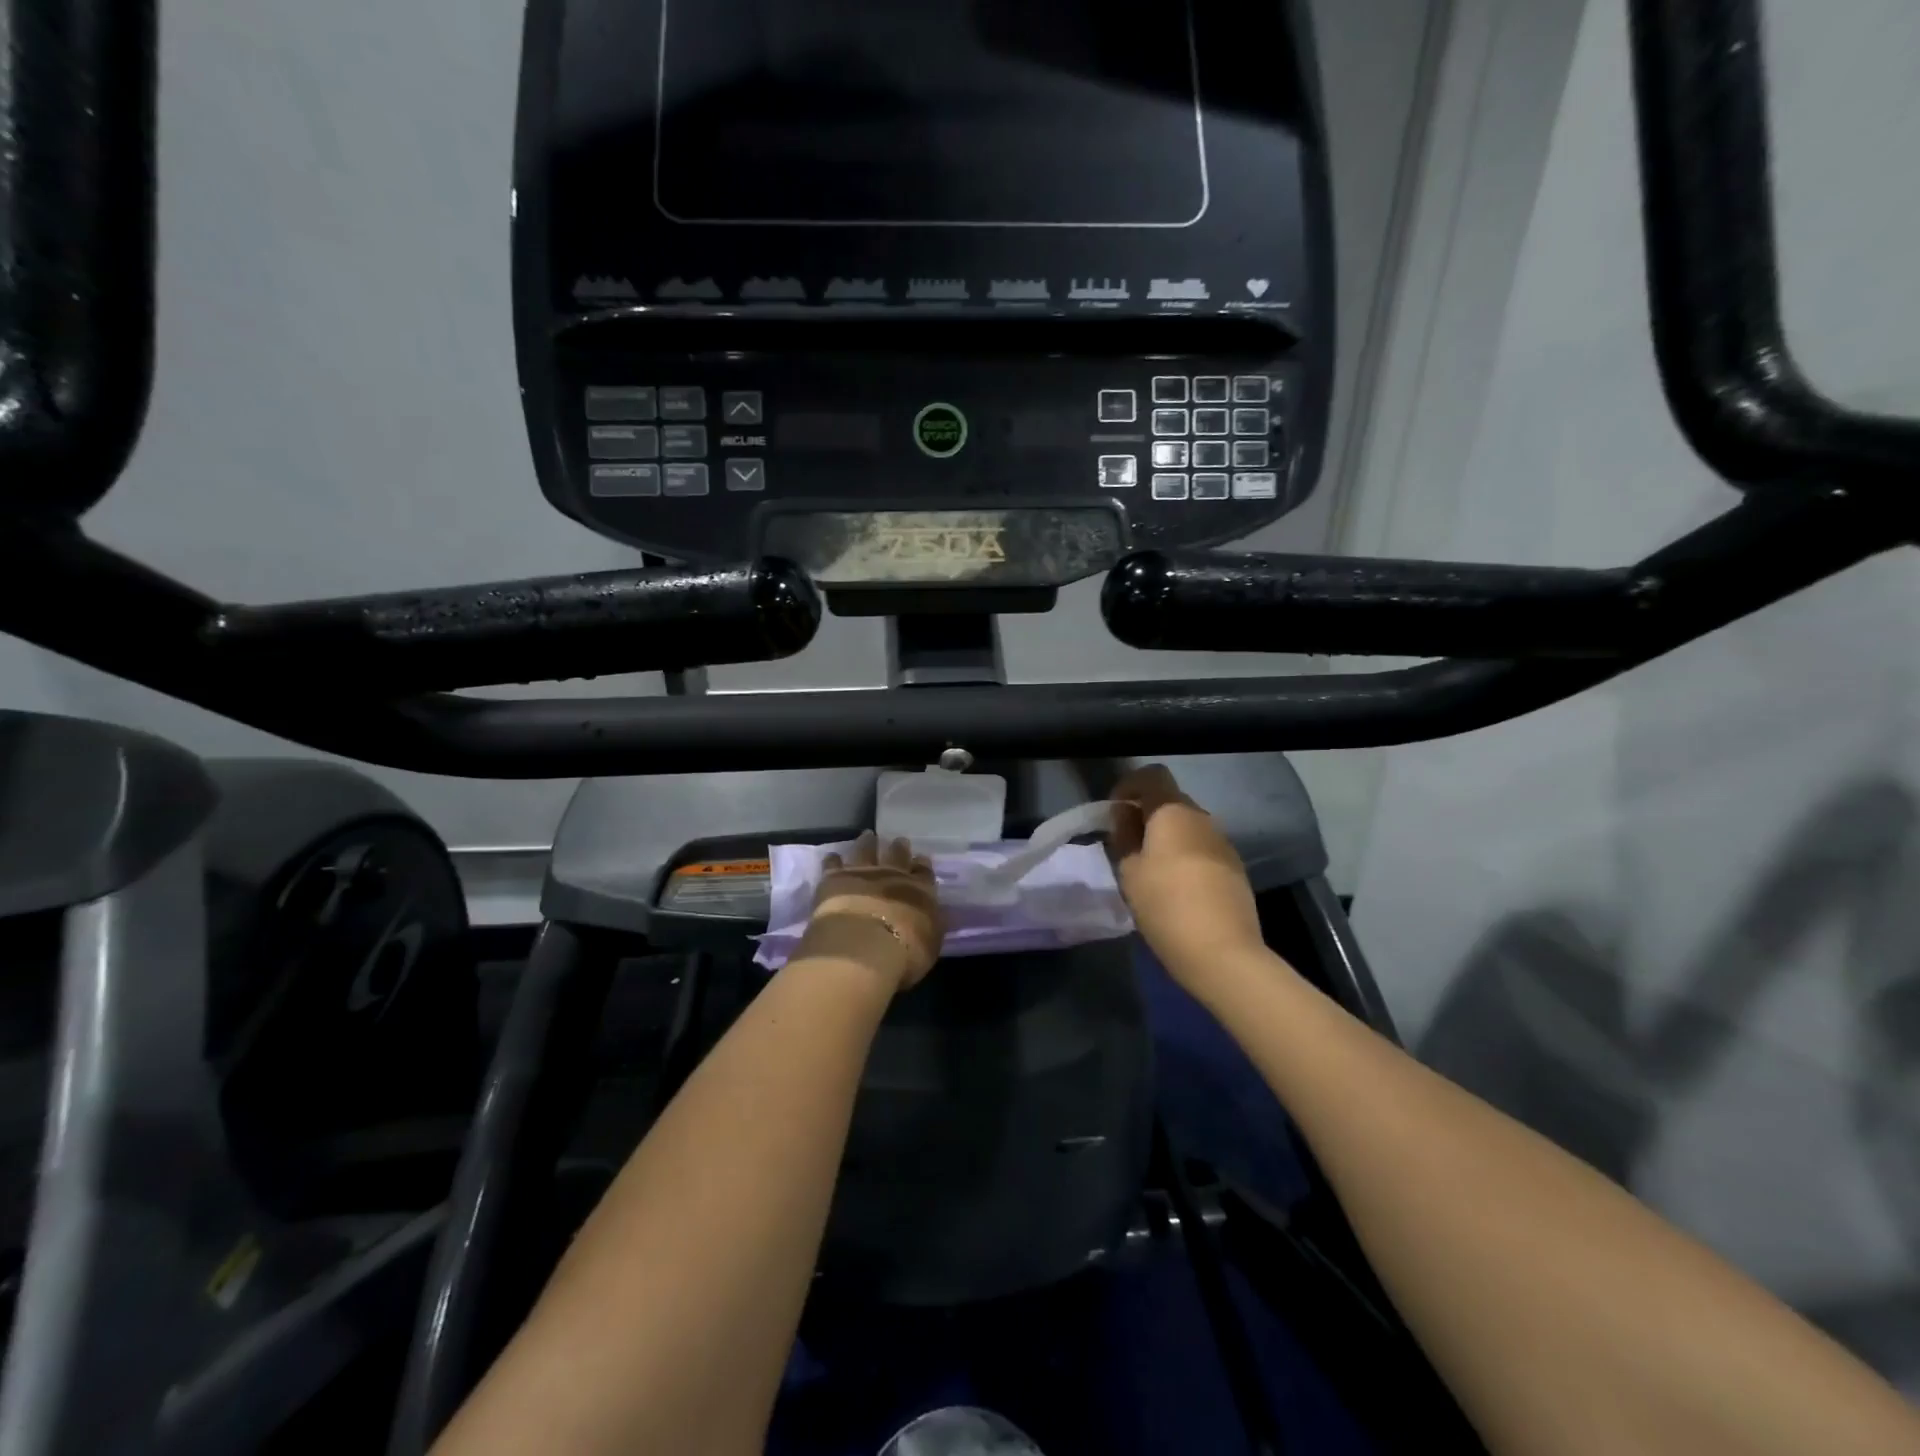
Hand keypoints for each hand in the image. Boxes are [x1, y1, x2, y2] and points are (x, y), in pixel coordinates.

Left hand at [798, 831, 944, 992]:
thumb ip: (931, 923)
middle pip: (897, 854)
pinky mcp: (834, 878)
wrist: (863, 946)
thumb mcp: (931, 941)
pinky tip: (832, 856)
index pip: (924, 872)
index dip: (922, 865)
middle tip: (899, 841)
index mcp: (920, 889)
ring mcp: (862, 873)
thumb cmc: (905, 952)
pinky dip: (833, 860)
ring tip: (868, 836)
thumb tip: (931, 913)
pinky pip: (833, 864)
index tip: (921, 860)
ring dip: (867, 843)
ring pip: (866, 850)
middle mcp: (892, 874)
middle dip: (899, 848)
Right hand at [1110, 765, 1267, 992]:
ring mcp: (1224, 843)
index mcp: (1173, 812)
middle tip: (1126, 845)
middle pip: (1170, 801)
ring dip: (1167, 838)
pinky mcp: (1236, 869)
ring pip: (1188, 827)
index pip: (1152, 776)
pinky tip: (1176, 889)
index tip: (1114, 812)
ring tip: (1149, 870)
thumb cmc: (1166, 905)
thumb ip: (1124, 837)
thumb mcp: (1129, 872)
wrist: (1223, 953)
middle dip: (1146, 815)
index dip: (1129, 786)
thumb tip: (1125, 817)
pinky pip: (1203, 850)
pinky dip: (1185, 857)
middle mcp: (1203, 818)